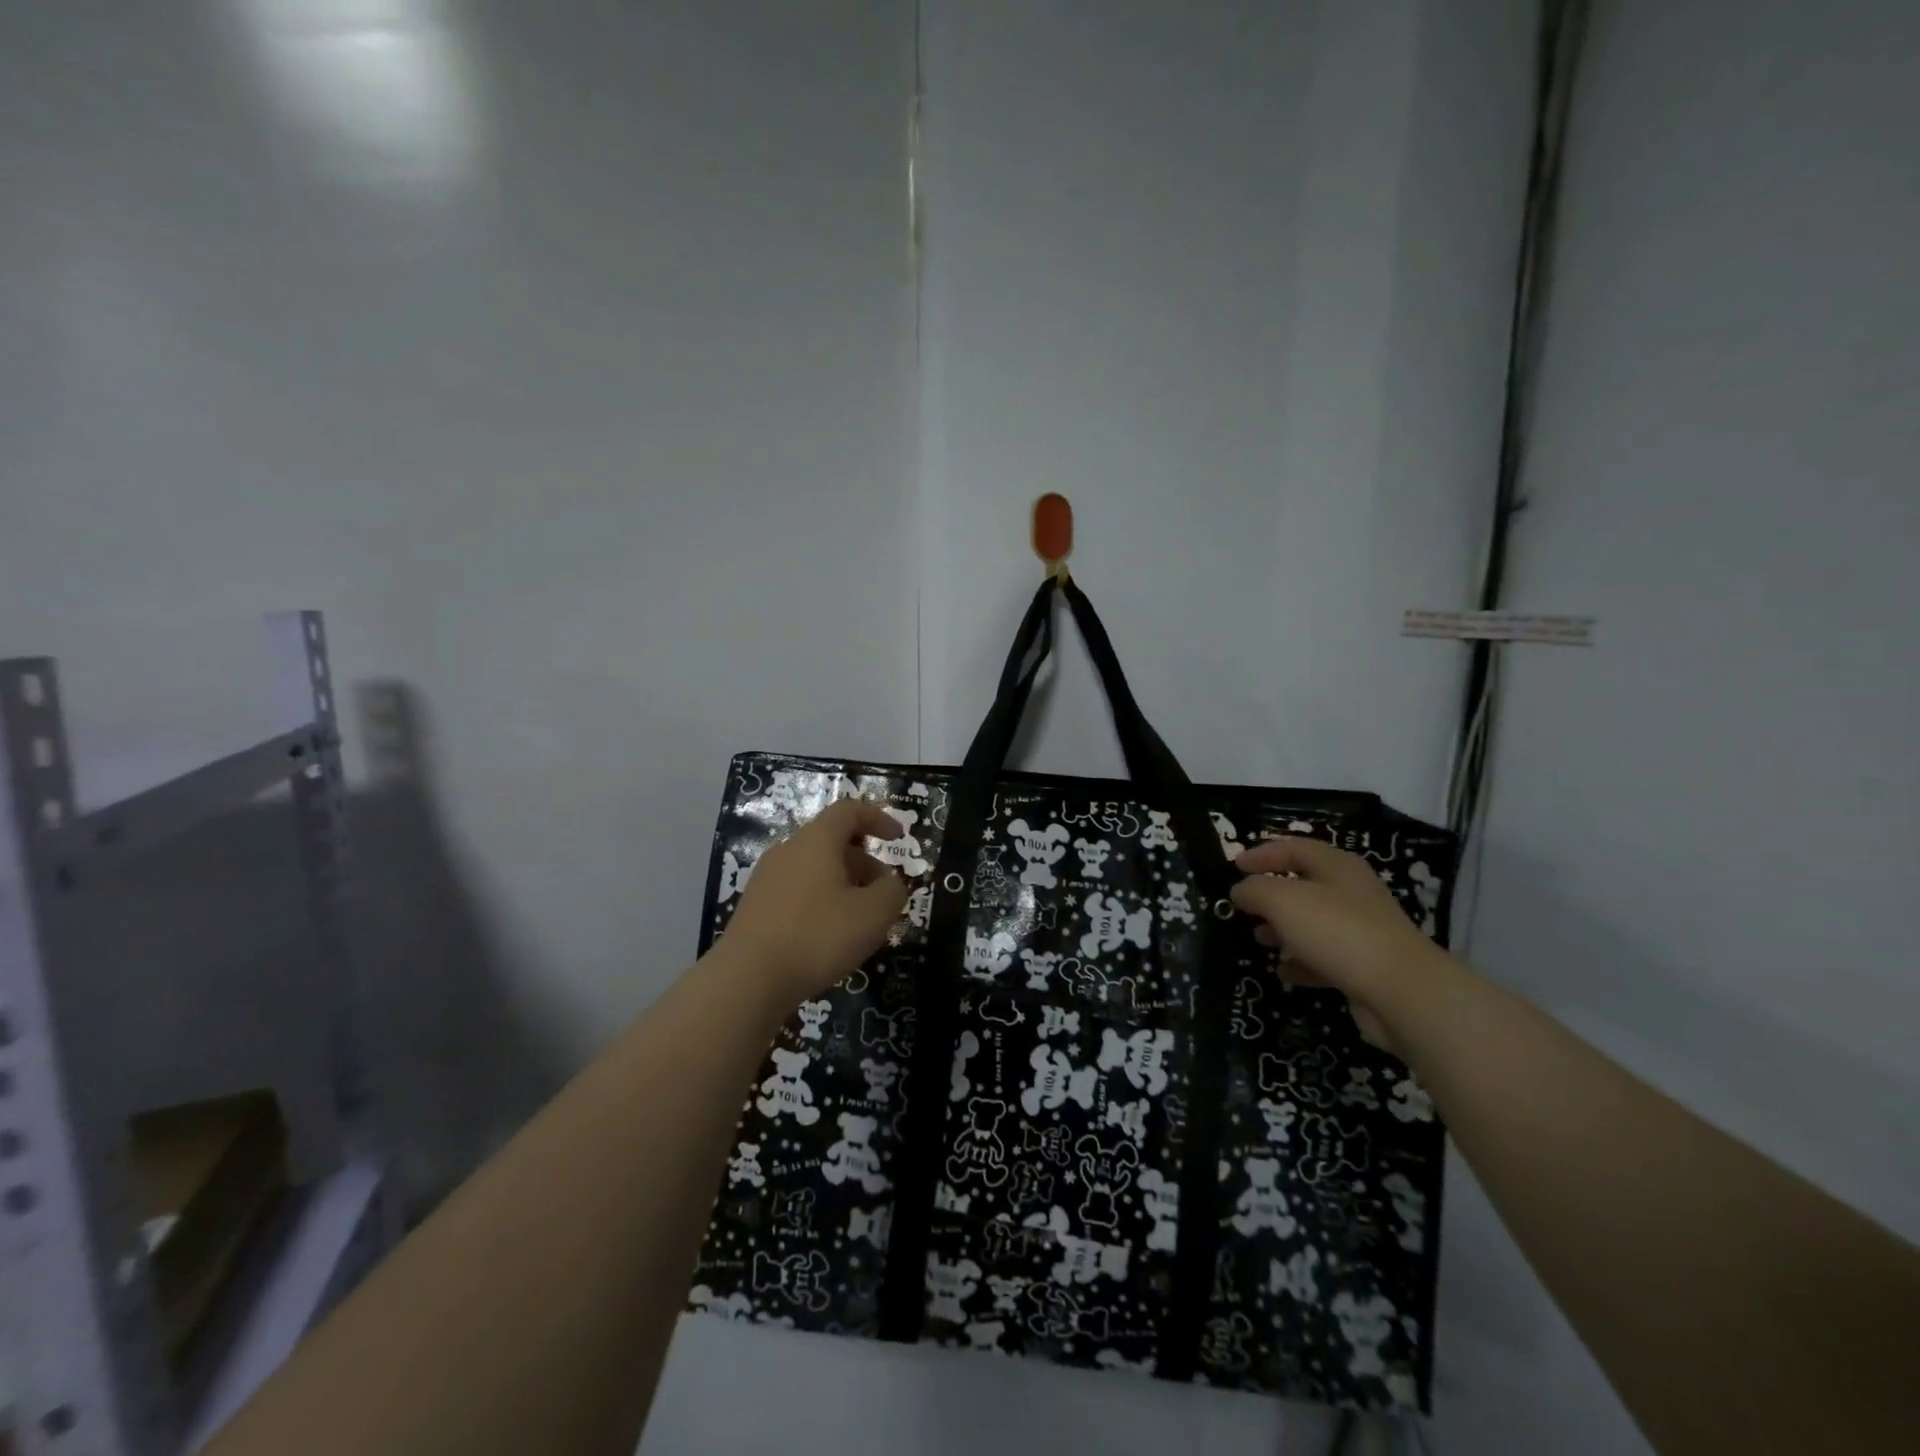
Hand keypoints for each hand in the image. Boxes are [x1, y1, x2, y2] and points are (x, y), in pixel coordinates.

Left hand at [721, 799, 909, 1007]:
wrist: (746, 980)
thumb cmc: (817, 937)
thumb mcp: (873, 915)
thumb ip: (893, 891)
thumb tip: (891, 883)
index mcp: (816, 841)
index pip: (849, 810)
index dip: (878, 818)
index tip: (900, 838)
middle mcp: (788, 850)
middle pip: (831, 839)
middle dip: (864, 859)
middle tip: (884, 889)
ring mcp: (767, 878)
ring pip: (814, 867)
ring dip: (844, 882)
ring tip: (860, 917)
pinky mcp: (756, 906)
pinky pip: (797, 889)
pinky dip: (821, 899)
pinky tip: (829, 934)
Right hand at [1230, 837, 1452, 1052]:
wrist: (1401, 992)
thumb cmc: (1337, 931)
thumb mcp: (1282, 900)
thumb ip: (1254, 889)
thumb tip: (1240, 890)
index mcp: (1337, 866)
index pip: (1294, 847)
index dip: (1262, 853)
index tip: (1234, 866)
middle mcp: (1351, 892)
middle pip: (1304, 884)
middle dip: (1270, 894)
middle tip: (1244, 906)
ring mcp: (1361, 930)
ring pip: (1313, 922)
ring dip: (1283, 929)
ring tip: (1259, 939)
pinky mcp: (1365, 965)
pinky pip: (1325, 957)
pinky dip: (1302, 961)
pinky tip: (1284, 972)